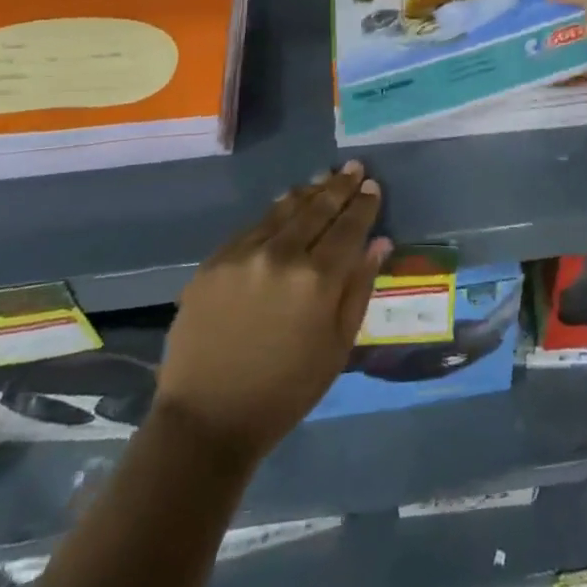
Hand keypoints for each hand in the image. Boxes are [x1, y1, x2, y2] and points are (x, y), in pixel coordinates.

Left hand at [156, 164, 391, 466]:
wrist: (207, 418)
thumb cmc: (285, 391)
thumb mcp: (337, 347)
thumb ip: (360, 288)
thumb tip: (379, 242)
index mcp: (318, 279)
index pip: (349, 226)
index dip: (363, 204)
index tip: (372, 186)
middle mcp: (282, 255)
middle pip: (318, 207)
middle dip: (339, 186)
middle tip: (353, 167)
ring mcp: (244, 253)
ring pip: (284, 209)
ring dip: (308, 191)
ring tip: (323, 177)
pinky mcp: (215, 260)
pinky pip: (253, 226)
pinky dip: (276, 212)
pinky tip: (285, 205)